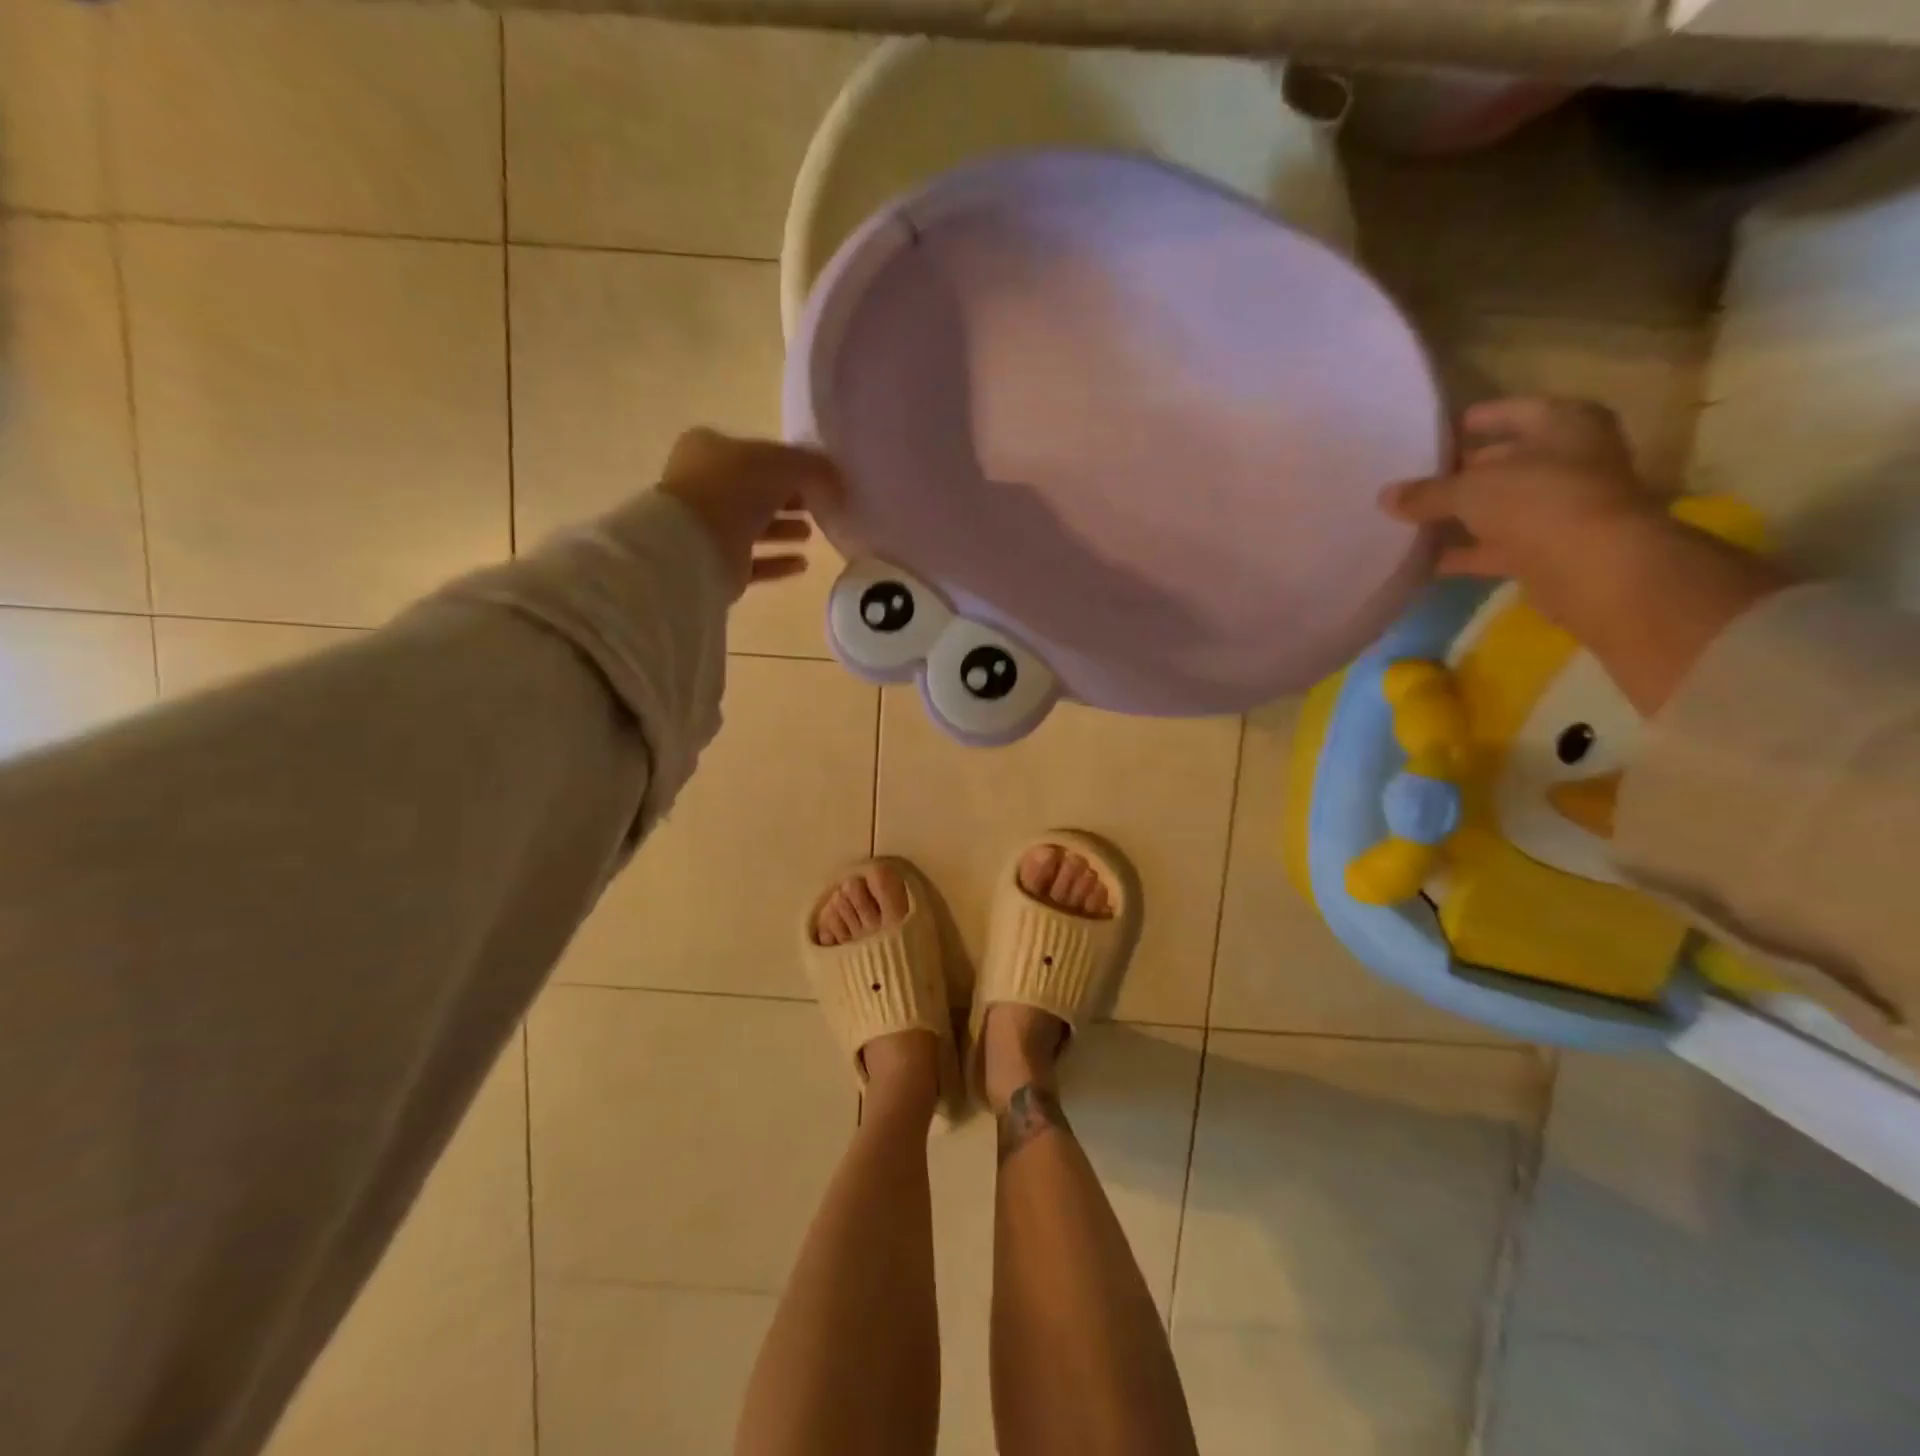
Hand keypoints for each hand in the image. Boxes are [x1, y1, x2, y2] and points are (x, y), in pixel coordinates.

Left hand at [658, 428, 841, 599]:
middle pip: (756, 490)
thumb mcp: (783, 463)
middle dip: (789, 499)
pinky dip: (778, 561)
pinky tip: (803, 563)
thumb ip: (813, 467)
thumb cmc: (734, 489)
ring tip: (811, 535)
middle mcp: (704, 484)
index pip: (757, 454)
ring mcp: (708, 526)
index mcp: (710, 449)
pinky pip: (755, 561)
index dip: (788, 465)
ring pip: (755, 526)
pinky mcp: (717, 563)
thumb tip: (837, 479)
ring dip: (785, 529)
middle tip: (818, 507)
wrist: (696, 546)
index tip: (817, 480)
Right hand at [1381, 397, 1659, 611]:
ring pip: (1502, 506)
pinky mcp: (1550, 550)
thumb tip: (1386, 496)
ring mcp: (1563, 508)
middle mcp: (1571, 460)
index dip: (1479, 419)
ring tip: (1415, 518)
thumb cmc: (1538, 502)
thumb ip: (1426, 492)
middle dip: (1466, 470)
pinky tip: (1428, 559)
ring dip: (1465, 514)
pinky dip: (1467, 552)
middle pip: (1509, 460)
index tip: (1441, 430)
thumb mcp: (1469, 490)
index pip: (1515, 411)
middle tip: (1419, 477)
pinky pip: (1498, 546)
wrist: (1593, 567)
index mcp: (1565, 425)